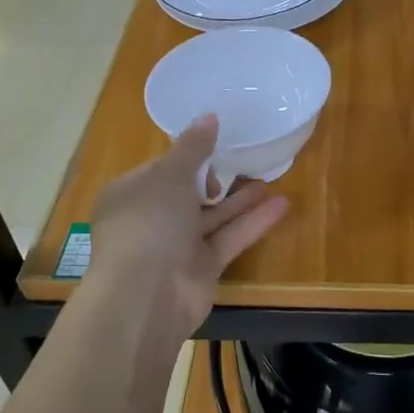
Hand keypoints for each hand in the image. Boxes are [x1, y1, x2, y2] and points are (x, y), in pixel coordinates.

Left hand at [84, 114, 289, 339]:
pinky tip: (282, 203)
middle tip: (246, 158)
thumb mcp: (169, 175)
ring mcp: (177, 246)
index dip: (188, 155)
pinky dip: (253, 222)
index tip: (217, 141)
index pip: (161, 168)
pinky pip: (229, 238)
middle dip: (216, 177)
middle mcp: (152, 219)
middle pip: (188, 192)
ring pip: (213, 216)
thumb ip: (193, 147)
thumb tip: (209, 116)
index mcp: (131, 193)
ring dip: (240, 199)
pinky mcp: (202, 268)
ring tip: (271, 177)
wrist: (146, 296)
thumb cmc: (149, 223)